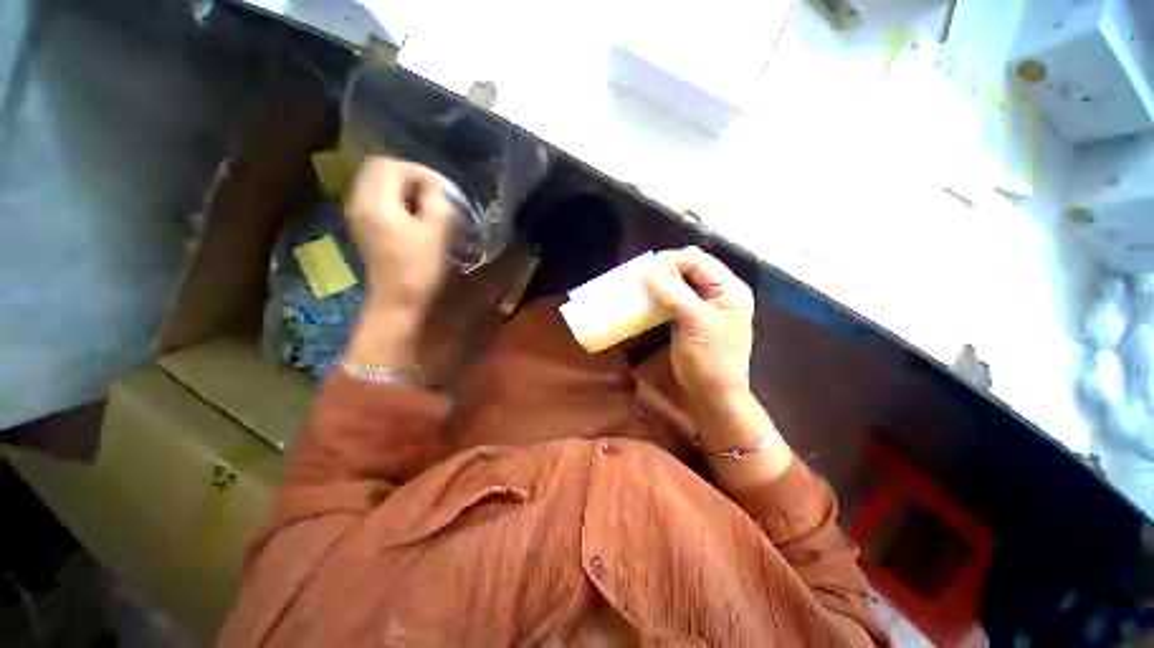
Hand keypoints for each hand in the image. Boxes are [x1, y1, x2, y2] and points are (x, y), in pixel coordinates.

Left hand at [345, 157, 456, 312]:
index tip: (443, 190)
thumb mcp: (437, 233)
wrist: (397, 301)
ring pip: (377, 184)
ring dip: (403, 188)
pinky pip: (376, 200)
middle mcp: (359, 202)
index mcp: (376, 201)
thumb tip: (436, 191)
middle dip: (410, 176)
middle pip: (379, 170)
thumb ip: (438, 203)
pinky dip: (395, 200)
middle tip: (434, 193)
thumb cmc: (419, 268)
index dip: (420, 172)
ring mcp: (358, 215)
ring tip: (427, 204)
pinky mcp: (363, 228)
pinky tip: (413, 216)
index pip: (392, 166)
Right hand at [644, 247, 789, 478]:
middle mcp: (720, 293)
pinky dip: (662, 295)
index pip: (699, 260)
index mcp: (729, 289)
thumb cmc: (709, 358)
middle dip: (667, 268)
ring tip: (642, 285)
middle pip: (691, 268)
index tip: (645, 268)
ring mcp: (706, 306)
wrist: (713, 394)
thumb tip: (647, 270)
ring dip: (663, 281)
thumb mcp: (693, 321)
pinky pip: (677, 298)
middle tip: (643, 277)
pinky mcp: (693, 318)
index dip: (672, 260)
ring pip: (683, 282)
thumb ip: (672, 292)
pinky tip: (649, 298)